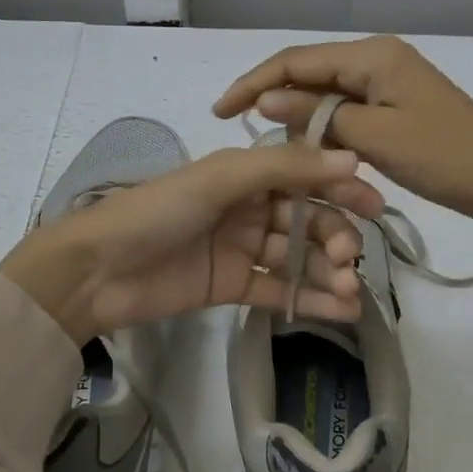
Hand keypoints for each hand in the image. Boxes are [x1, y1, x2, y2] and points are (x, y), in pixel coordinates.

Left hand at [0, 143, 386, 342]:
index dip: (341, 188)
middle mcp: (248, 207)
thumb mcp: (220, 179)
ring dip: (327, 273)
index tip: (375, 207)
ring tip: (350, 294)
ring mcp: (242, 248)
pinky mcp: (233, 286)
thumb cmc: (157, 211)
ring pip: (297, 257)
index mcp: (244, 173)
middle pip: (306, 219)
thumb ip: (284, 168)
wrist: (97, 270)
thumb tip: (351, 160)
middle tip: (348, 259)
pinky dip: (310, 300)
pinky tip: (340, 311)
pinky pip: (279, 290)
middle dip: (333, 237)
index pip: (305, 176)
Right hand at [214, 35, 472, 234]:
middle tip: (240, 130)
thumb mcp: (374, 137)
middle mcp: (377, 58)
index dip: (254, 83)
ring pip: (327, 94)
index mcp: (372, 55)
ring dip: (301, 118)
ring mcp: (389, 81)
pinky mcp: (396, 104)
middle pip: (309, 73)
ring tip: (278, 149)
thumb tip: (266, 99)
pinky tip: (312, 150)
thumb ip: (318, 115)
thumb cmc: (442, 156)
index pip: (296, 61)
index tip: (220, 112)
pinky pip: (348, 110)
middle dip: (274, 99)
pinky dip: (326, 128)